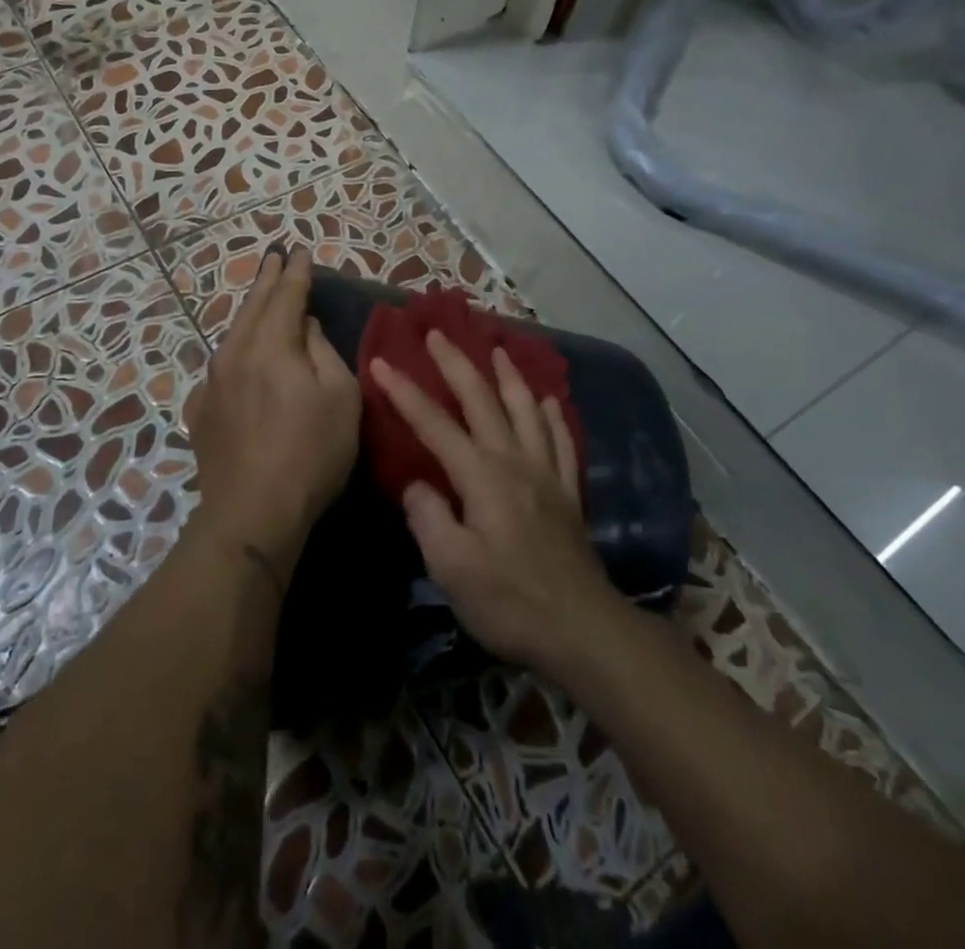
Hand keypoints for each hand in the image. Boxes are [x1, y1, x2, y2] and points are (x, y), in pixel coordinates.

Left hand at [185, 247, 360, 580]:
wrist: (252, 512)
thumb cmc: (311, 453)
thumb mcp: (340, 397)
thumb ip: (322, 351)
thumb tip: (304, 325)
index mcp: (272, 346)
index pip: (286, 296)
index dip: (296, 273)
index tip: (301, 251)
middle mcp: (235, 354)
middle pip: (253, 306)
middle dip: (267, 279)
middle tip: (275, 256)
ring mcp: (212, 382)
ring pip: (232, 333)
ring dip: (249, 310)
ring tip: (259, 294)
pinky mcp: (200, 409)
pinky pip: (221, 366)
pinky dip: (234, 349)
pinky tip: (237, 353)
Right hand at [371, 332, 619, 673]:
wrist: (584, 630)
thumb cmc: (510, 601)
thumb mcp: (452, 568)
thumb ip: (429, 517)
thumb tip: (419, 485)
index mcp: (481, 475)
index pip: (434, 424)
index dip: (405, 392)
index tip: (380, 363)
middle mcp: (514, 461)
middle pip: (482, 400)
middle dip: (456, 364)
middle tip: (438, 334)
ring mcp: (546, 474)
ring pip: (526, 410)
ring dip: (509, 376)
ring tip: (498, 349)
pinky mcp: (568, 494)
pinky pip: (561, 441)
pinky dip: (552, 416)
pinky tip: (548, 402)